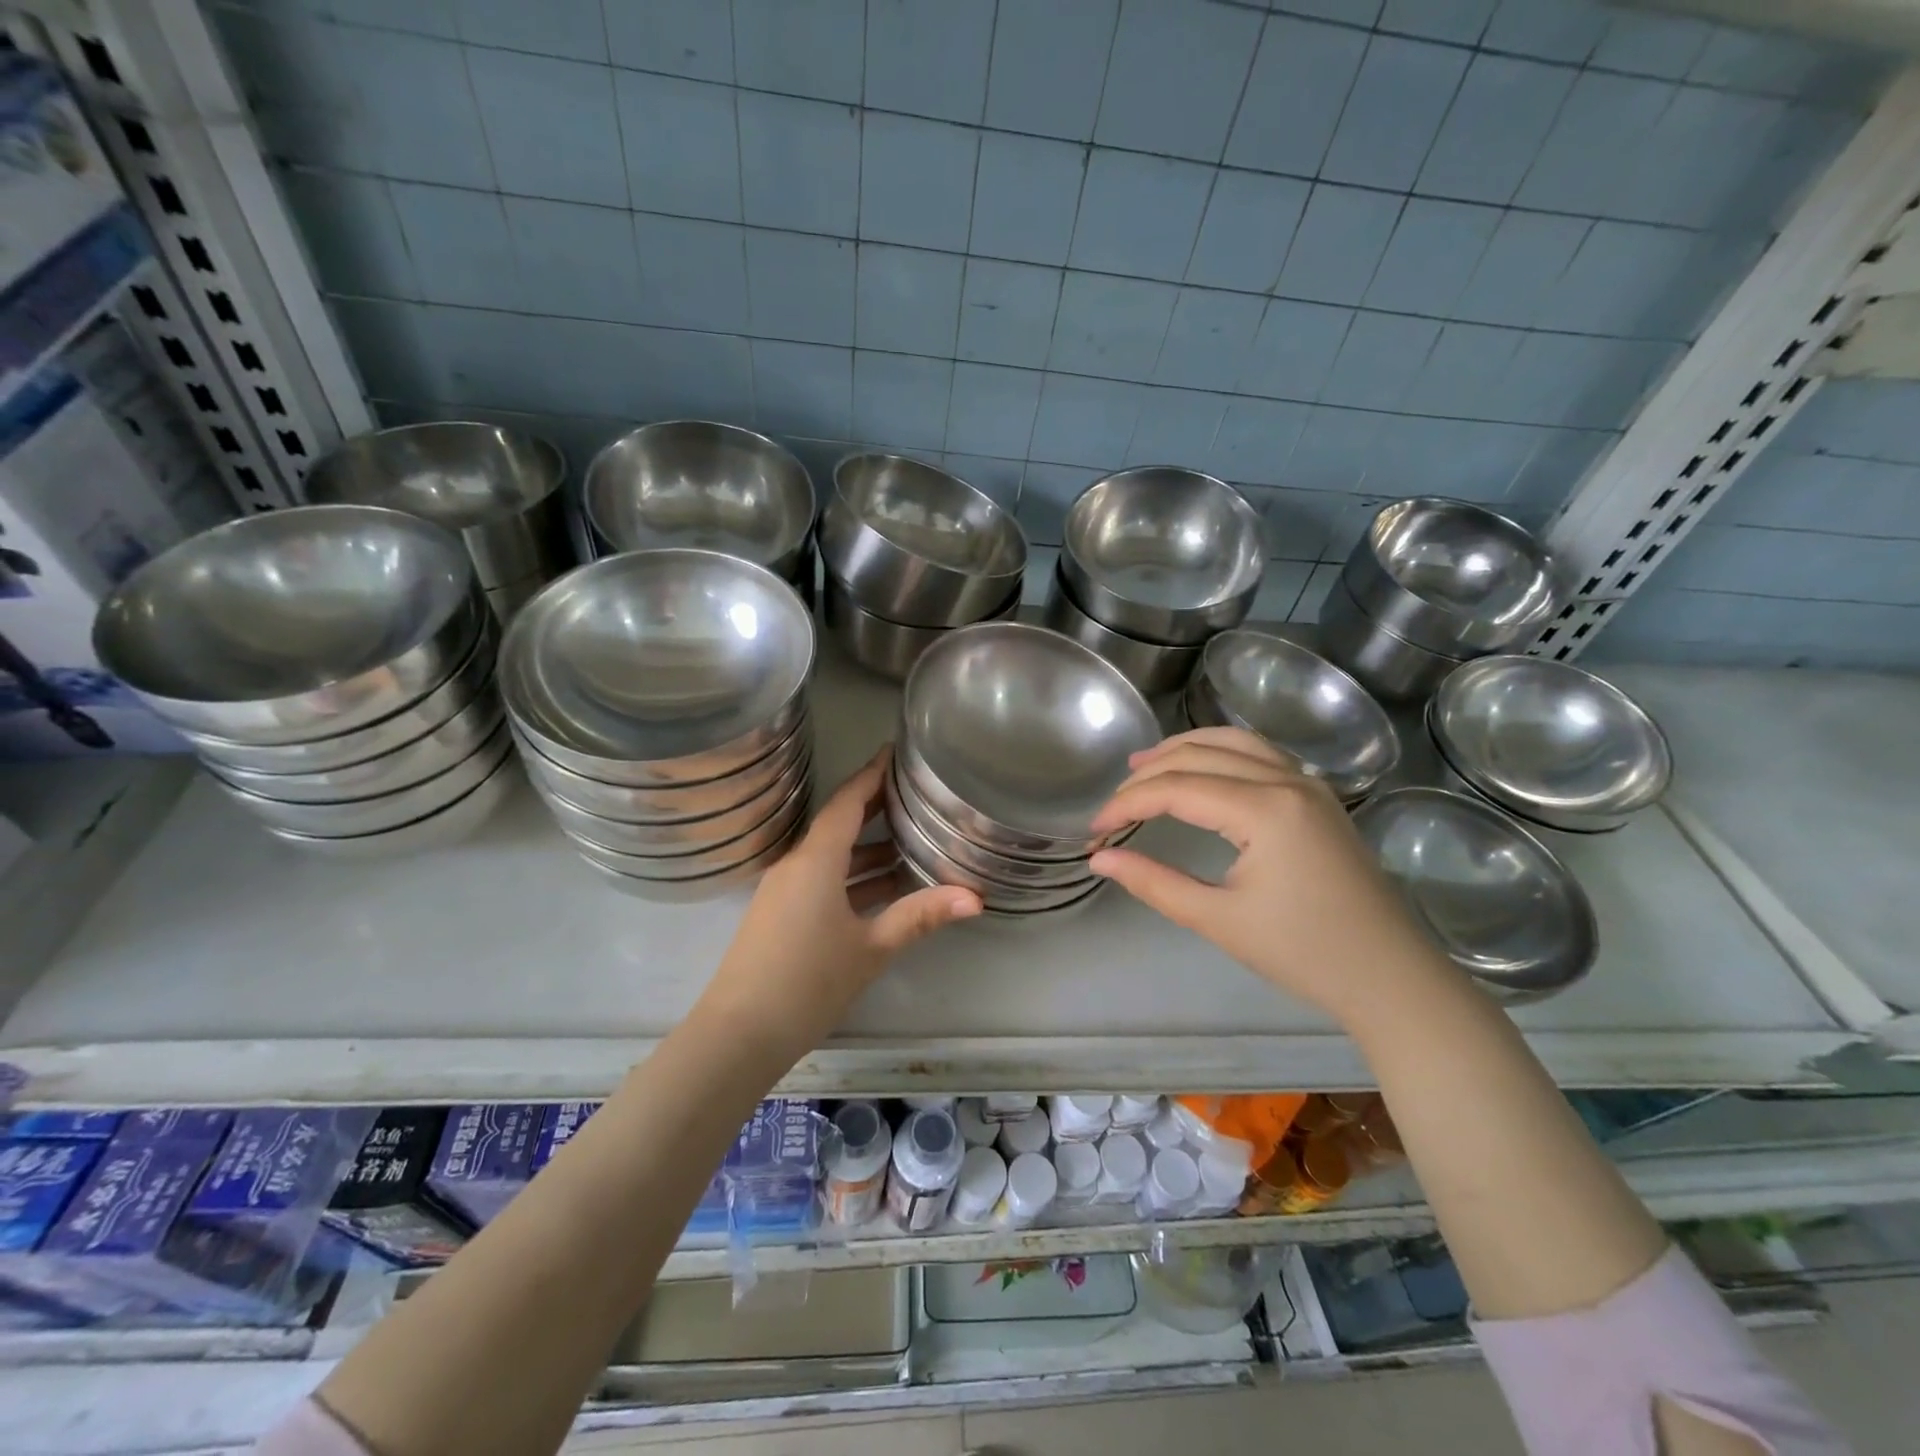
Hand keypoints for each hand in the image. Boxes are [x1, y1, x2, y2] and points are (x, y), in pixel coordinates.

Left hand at [702, 747, 980, 1041]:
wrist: (739, 1033)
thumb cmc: (808, 981)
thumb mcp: (872, 948)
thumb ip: (921, 916)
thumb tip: (976, 898)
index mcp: (816, 860)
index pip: (848, 801)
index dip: (872, 774)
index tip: (895, 752)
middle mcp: (796, 864)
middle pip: (839, 823)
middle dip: (876, 808)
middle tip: (916, 795)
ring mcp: (784, 890)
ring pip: (832, 855)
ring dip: (868, 849)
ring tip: (912, 843)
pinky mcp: (780, 913)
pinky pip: (821, 879)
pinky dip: (852, 876)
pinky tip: (883, 888)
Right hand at [1087, 727, 1445, 1019]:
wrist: (1390, 977)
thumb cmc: (1303, 953)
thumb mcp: (1218, 920)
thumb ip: (1153, 882)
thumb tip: (1100, 858)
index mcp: (1265, 809)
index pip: (1177, 788)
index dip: (1128, 803)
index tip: (1095, 829)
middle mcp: (1288, 780)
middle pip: (1200, 754)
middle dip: (1149, 774)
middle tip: (1113, 802)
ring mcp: (1308, 783)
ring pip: (1234, 742)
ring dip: (1184, 749)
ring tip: (1144, 765)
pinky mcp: (1317, 796)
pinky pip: (1259, 753)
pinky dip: (1219, 751)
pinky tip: (1200, 768)